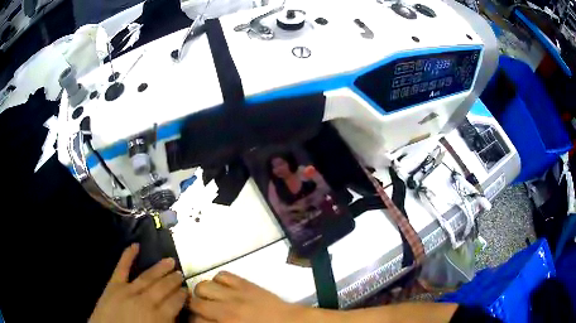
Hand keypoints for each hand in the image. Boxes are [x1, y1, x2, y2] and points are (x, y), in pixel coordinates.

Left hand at [89, 244, 187, 322]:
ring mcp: (128, 290)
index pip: (175, 302)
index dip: (182, 295)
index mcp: (158, 317)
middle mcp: (145, 301)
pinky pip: (122, 268)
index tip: (187, 290)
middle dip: (173, 280)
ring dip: (159, 268)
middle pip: (163, 288)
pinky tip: (135, 245)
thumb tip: (177, 314)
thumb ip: (168, 322)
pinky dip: (128, 255)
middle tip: (180, 273)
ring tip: (170, 261)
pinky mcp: (113, 285)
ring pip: (147, 277)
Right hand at [189, 271, 307, 322]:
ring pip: (203, 286)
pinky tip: (223, 288)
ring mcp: (235, 294)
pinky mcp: (245, 283)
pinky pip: (222, 274)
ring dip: (203, 292)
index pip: (196, 321)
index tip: (196, 320)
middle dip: (193, 306)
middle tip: (200, 309)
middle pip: (195, 302)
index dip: (193, 320)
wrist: (290, 322)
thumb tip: (203, 321)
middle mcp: (225, 310)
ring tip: (210, 297)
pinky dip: (218, 280)